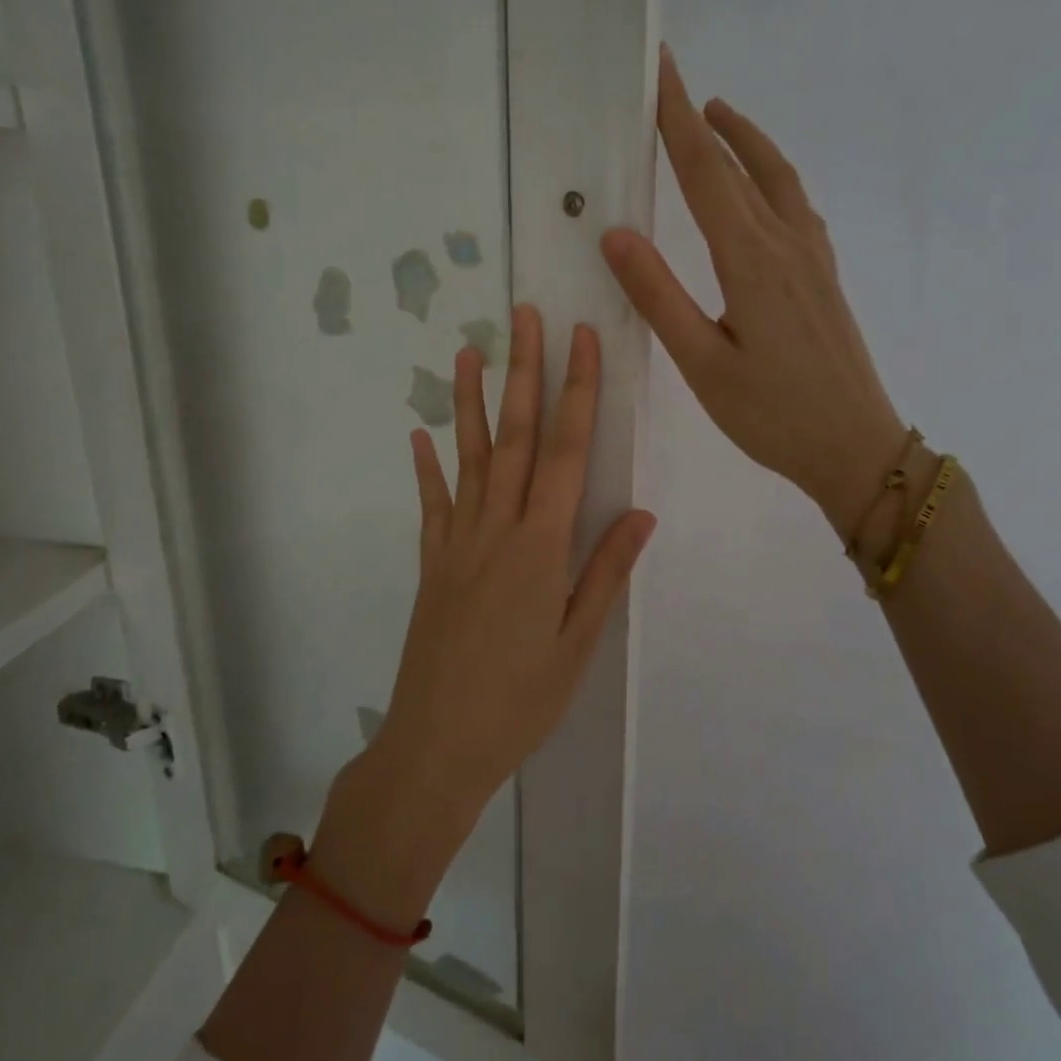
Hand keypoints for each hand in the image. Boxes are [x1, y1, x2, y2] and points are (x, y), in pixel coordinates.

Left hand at [369, 305, 656, 822]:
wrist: (437, 744)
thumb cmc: (520, 700)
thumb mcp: (578, 643)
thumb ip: (606, 572)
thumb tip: (642, 511)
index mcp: (541, 546)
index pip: (564, 451)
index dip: (575, 391)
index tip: (580, 339)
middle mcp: (496, 530)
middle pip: (513, 437)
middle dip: (522, 372)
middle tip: (523, 316)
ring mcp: (457, 543)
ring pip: (467, 458)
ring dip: (469, 402)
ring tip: (469, 351)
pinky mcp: (432, 564)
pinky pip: (431, 505)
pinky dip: (426, 467)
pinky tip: (418, 434)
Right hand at [602, 46, 903, 539]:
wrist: (857, 447)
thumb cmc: (772, 415)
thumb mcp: (702, 364)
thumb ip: (660, 297)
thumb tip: (616, 234)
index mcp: (750, 260)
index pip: (704, 173)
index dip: (677, 119)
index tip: (660, 69)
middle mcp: (786, 244)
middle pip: (741, 165)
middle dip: (704, 119)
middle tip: (676, 82)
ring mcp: (813, 258)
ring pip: (778, 179)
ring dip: (746, 141)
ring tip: (718, 117)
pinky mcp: (825, 277)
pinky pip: (797, 206)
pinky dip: (773, 176)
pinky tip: (765, 188)